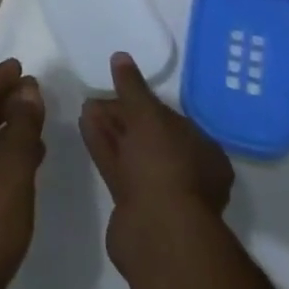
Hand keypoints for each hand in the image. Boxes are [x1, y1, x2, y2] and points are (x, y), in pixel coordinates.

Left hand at [0, 59, 45, 288]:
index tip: (21, 66)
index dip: (2, 78)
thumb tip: (28, 89)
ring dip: (7, 129)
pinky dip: (2, 154)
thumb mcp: (12, 164)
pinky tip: (28, 159)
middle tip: (35, 91)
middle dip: (6, 102)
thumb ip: (22, 122)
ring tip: (38, 122)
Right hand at [81, 52, 234, 267]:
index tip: (119, 89)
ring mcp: (162, 193)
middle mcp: (187, 172)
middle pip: (150, 136)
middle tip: (96, 96)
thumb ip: (132, 86)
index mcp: (204, 151)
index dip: (144, 102)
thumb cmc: (164, 164)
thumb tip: (121, 57)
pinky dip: (104, 147)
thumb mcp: (147, 114)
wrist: (158, 232)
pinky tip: (85, 125)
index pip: (172, 118)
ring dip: (111, 130)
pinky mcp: (136, 207)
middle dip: (123, 115)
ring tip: (86, 105)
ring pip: (132, 153)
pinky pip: (119, 168)